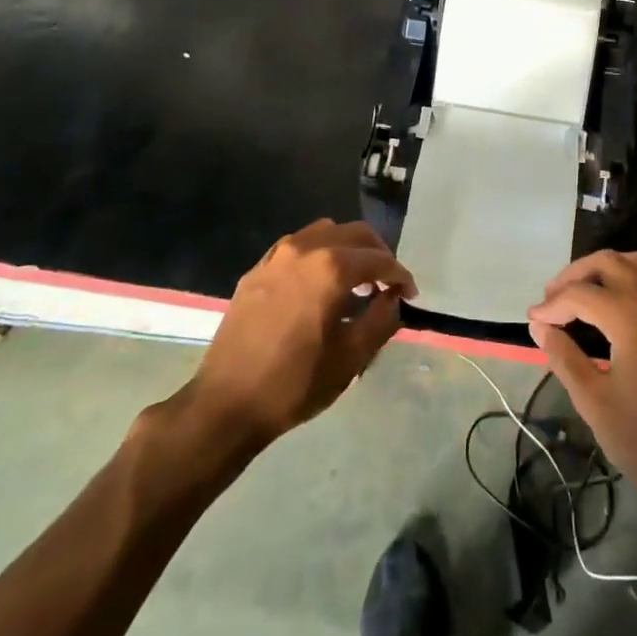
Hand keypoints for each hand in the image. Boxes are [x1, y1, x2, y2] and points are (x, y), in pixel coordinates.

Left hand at [182, 220, 413, 450]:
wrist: (226, 403)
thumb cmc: (295, 383)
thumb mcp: (351, 357)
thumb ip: (381, 319)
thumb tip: (393, 297)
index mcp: (331, 268)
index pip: (379, 259)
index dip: (400, 275)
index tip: (410, 294)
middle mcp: (305, 249)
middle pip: (354, 234)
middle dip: (378, 254)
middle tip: (388, 283)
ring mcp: (276, 256)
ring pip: (325, 232)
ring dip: (348, 248)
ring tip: (356, 279)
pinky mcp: (257, 269)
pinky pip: (297, 246)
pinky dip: (318, 253)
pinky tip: (320, 282)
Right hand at [527, 252, 636, 524]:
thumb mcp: (594, 403)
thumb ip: (564, 357)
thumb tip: (539, 327)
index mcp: (632, 320)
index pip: (581, 294)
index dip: (551, 305)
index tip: (532, 321)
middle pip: (609, 263)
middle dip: (575, 275)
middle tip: (552, 300)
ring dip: (606, 269)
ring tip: (582, 293)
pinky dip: (634, 277)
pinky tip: (620, 302)